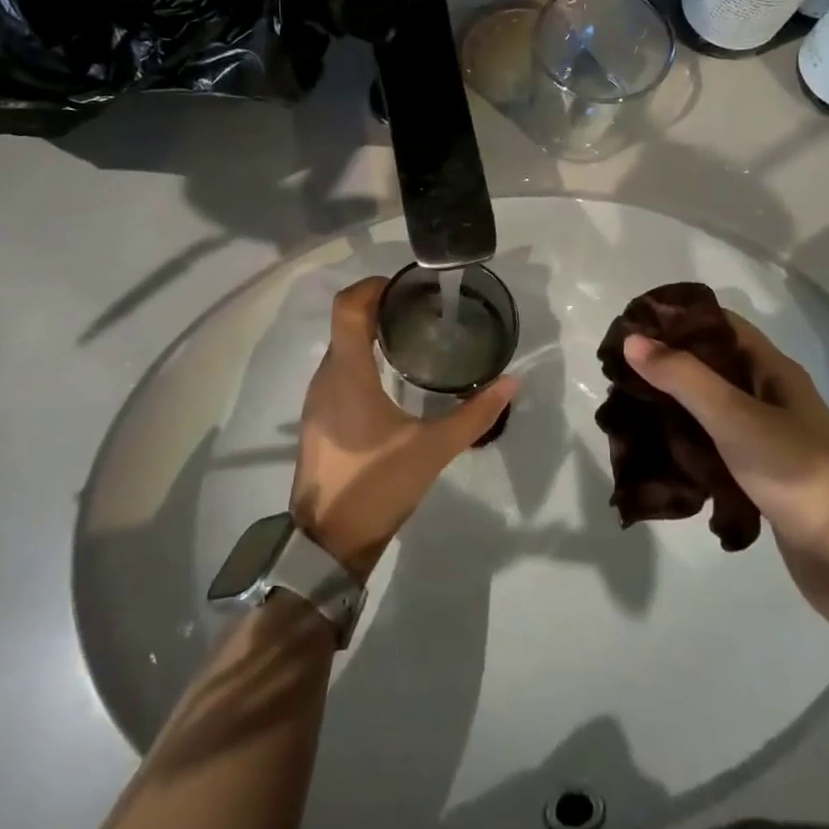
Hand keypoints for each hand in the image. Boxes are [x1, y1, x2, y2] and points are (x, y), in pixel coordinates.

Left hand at [290, 277, 516, 582]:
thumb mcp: (433, 449)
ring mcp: (316, 399)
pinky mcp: (317, 419)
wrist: (327, 542)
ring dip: (369, 335)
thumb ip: (474, 414)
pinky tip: (391, 379)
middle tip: (420, 310)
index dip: (371, 286)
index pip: (347, 307)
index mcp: (348, 373)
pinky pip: (337, 372)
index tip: (404, 286)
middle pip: (345, 323)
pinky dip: (361, 361)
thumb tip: (511, 382)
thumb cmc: (377, 486)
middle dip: (378, 308)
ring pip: (340, 349)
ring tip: (411, 337)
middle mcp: (325, 377)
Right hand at [624, 313, 828, 631]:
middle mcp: (769, 396)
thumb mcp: (736, 418)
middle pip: (709, 365)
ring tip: (626, 409)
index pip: (718, 324)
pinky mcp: (758, 474)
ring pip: (708, 408)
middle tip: (617, 373)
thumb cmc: (799, 474)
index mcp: (772, 370)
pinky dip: (684, 444)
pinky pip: (712, 446)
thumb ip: (683, 378)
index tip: (630, 326)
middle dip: (665, 365)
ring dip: (671, 406)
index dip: (676, 319)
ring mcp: (765, 437)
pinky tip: (655, 452)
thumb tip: (632, 340)